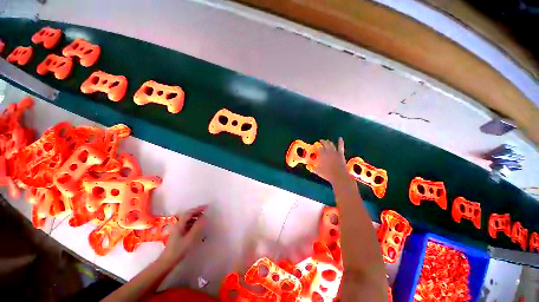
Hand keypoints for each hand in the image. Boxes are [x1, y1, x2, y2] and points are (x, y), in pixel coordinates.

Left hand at [159, 205, 207, 265]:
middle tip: (206, 213)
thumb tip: (205, 216)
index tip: (207, 207)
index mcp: (180, 224)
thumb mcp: (190, 238)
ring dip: (196, 218)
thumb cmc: (179, 249)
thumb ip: (198, 226)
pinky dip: (193, 224)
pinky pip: (187, 225)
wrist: (167, 261)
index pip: (190, 213)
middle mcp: (178, 225)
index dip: (198, 209)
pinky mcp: (178, 234)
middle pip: (188, 215)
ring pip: (188, 220)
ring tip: (204, 220)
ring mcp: (177, 230)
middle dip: (197, 212)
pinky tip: (198, 228)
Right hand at [312, 137, 347, 184]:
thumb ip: (312, 168)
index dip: (316, 146)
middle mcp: (328, 152)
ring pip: (331, 144)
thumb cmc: (327, 174)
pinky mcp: (340, 154)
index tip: (314, 146)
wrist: (339, 176)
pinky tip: (340, 138)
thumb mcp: (318, 171)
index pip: (318, 148)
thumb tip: (307, 166)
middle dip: (322, 142)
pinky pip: (340, 147)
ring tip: (327, 141)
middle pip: (324, 144)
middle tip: (320, 141)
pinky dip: (340, 142)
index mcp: (322, 155)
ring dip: (328, 142)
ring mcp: (335, 152)